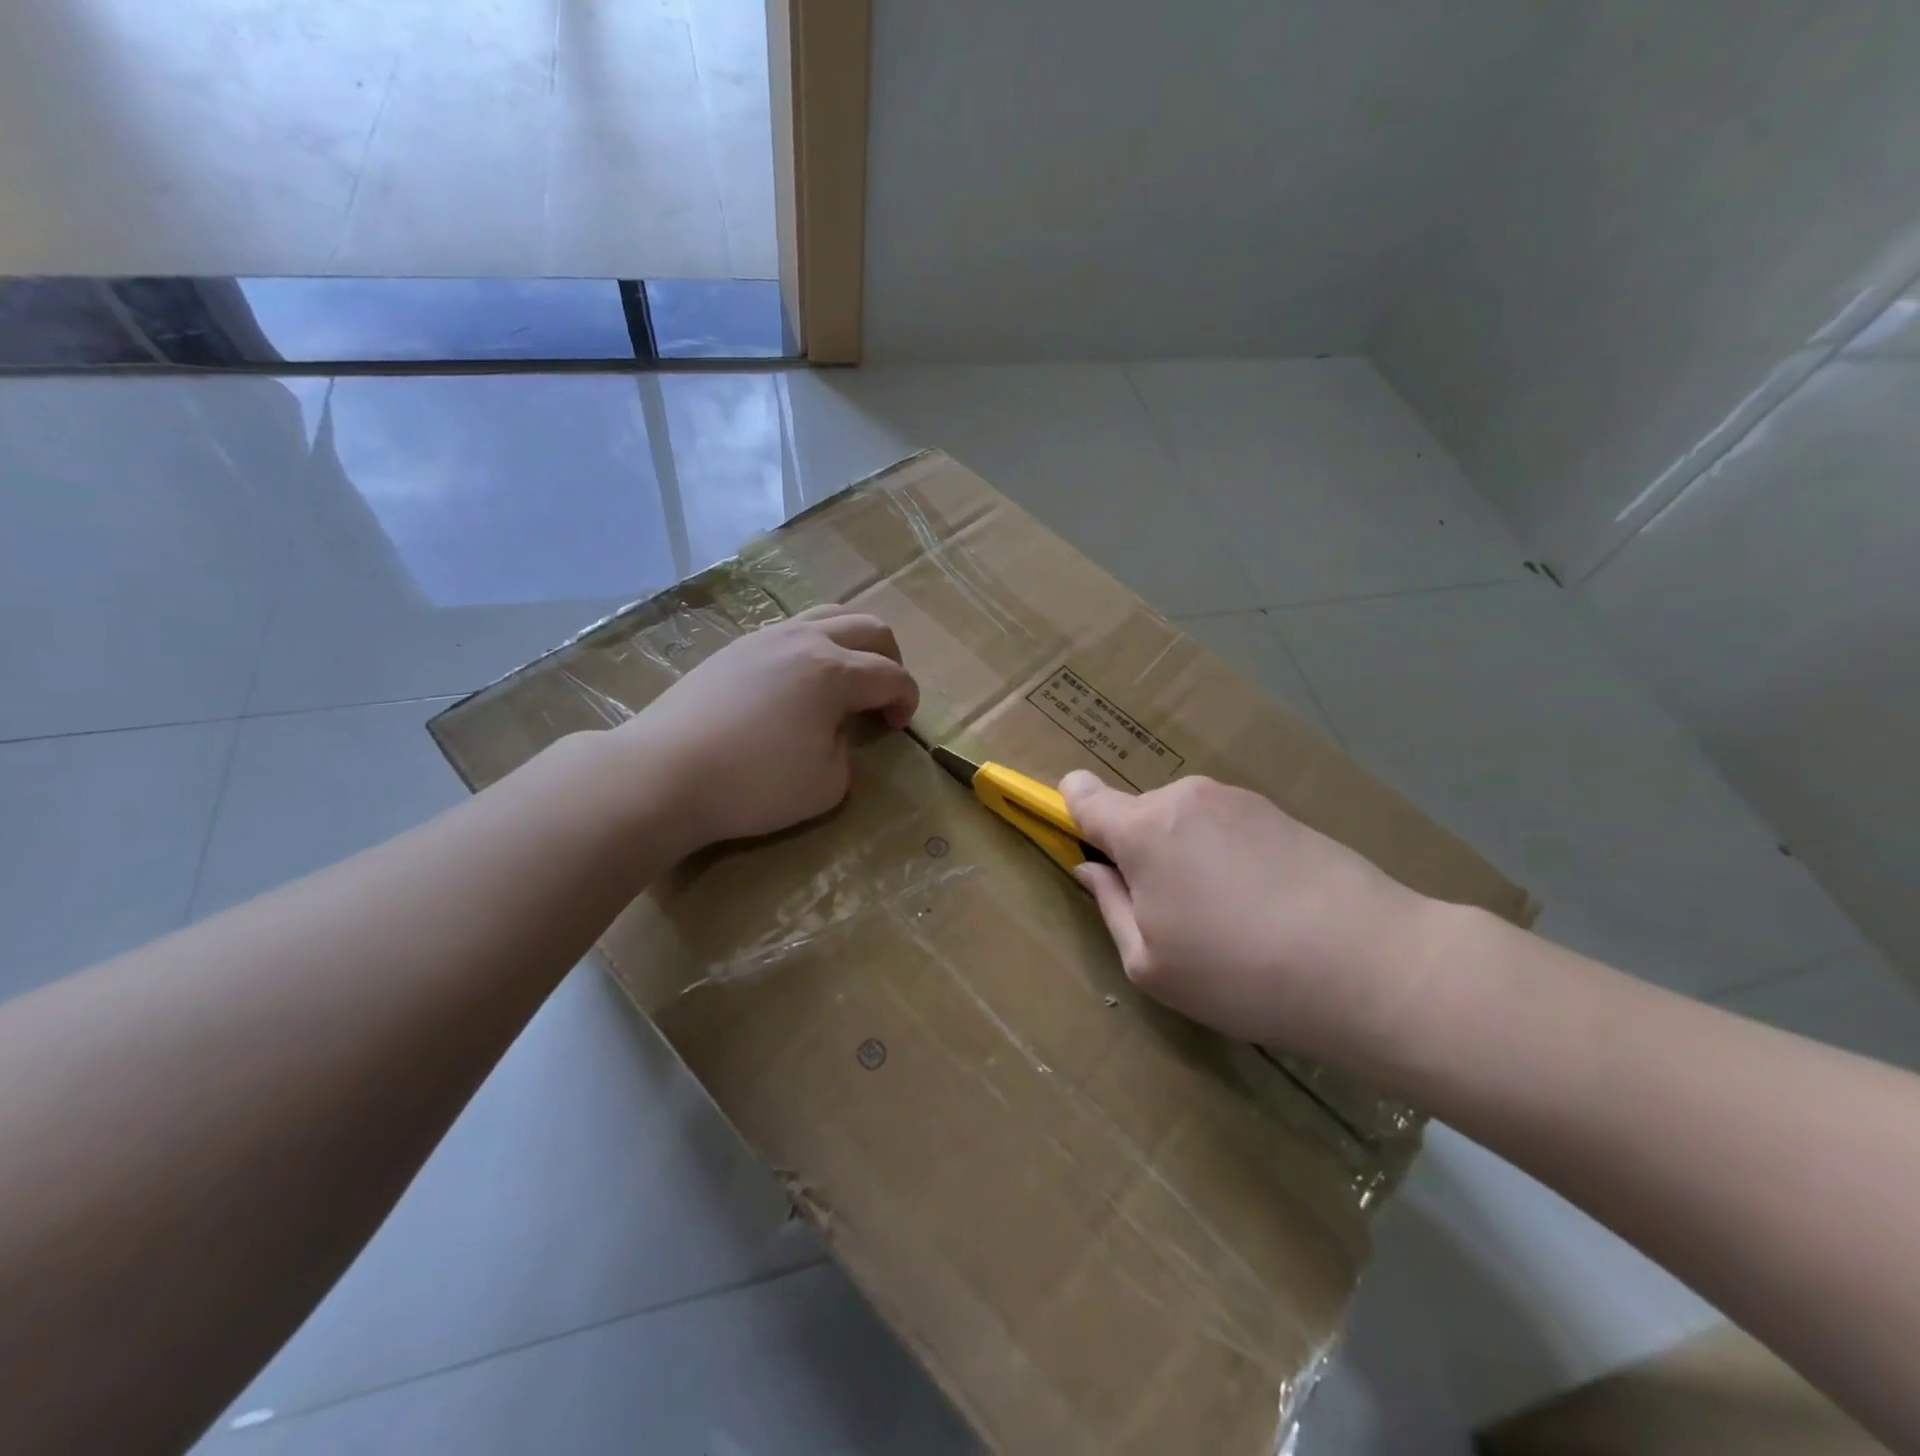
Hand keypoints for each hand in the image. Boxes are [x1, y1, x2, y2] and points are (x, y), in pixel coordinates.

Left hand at [616, 605, 917, 852]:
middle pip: (869, 627)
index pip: (892, 675)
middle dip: (890, 660)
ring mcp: (765, 637)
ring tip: (847, 678)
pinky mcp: (735, 647)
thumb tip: (835, 732)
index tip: (898, 727)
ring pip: (829, 615)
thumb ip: (847, 751)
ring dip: (853, 643)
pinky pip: (792, 629)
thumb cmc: (753, 784)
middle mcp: (804, 640)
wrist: (663, 773)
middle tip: (883, 697)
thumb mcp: (827, 784)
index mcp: (833, 671)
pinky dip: (815, 646)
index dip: (907, 700)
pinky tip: (801, 680)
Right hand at [1061, 771, 1444, 1069]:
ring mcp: (1237, 800)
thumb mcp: (1150, 964)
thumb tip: (1091, 869)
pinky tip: (1265, 906)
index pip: (1083, 794)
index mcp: (1143, 829)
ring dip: (1186, 856)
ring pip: (1184, 823)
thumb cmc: (1239, 972)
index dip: (1070, 810)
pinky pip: (1227, 828)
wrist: (1372, 965)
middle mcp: (1184, 797)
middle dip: (1139, 853)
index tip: (1083, 845)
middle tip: (1171, 915)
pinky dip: (1227, 857)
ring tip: (1228, 918)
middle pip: (1138, 815)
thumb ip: (1109, 906)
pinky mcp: (1280, 811)